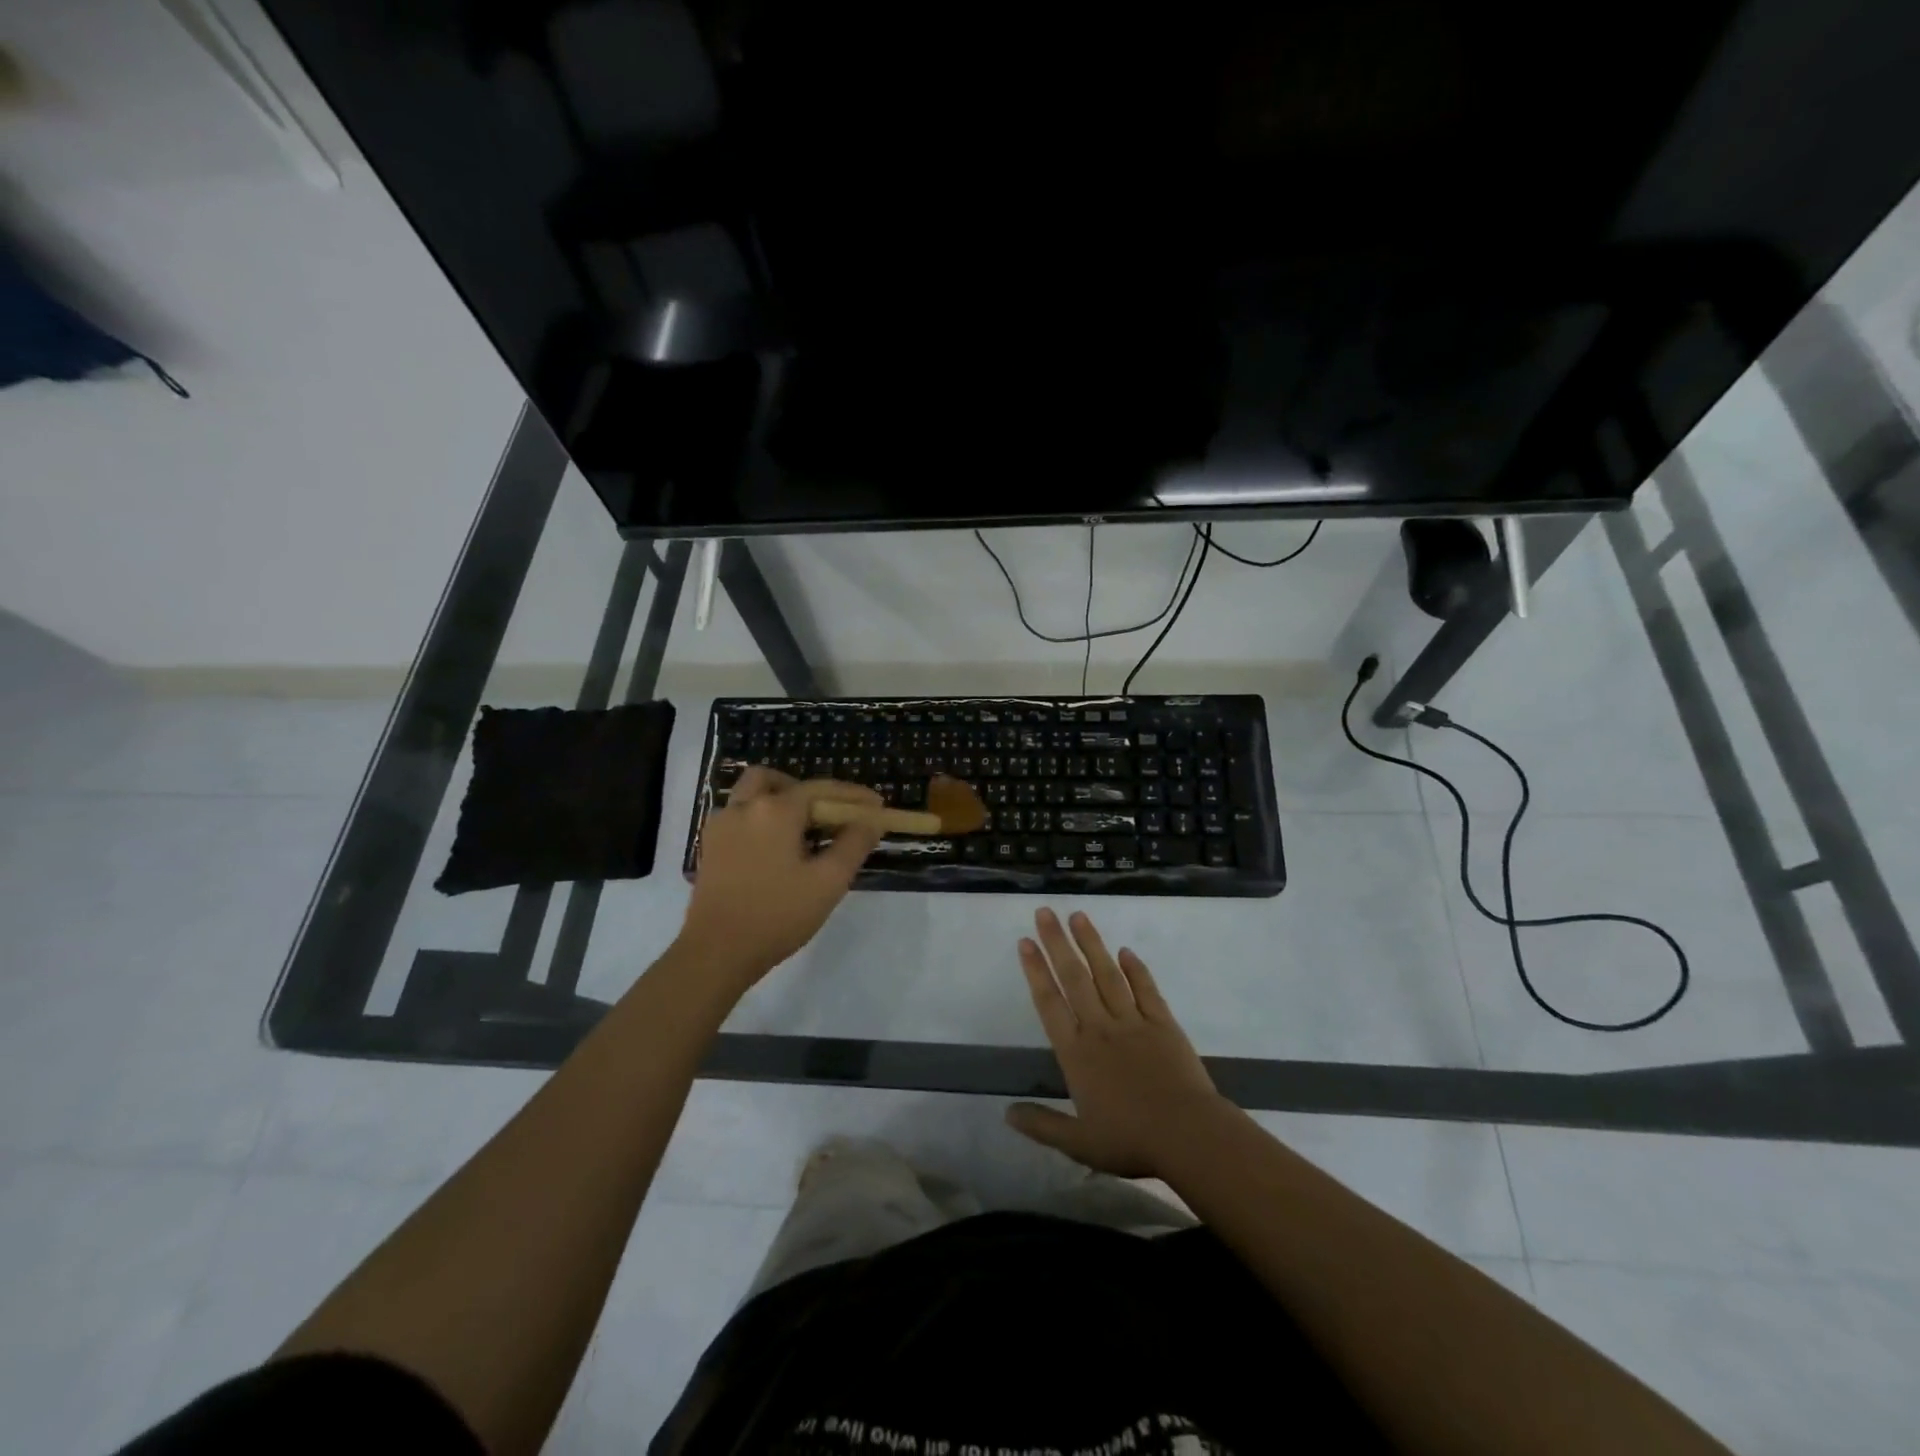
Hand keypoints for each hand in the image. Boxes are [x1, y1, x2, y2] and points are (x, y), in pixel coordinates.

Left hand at [677, 767, 883, 990]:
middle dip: (806, 791)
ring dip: (779, 801)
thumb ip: (854, 844)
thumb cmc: (778, 915)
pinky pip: (739, 816)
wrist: (717, 952)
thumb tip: (871, 819)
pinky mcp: (710, 847)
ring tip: (801, 833)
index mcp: (775, 810)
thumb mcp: (828, 881)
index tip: (877, 806)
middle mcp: (744, 807)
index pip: (821, 789)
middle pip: (777, 781)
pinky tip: (775, 850)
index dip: (852, 795)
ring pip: (752, 794)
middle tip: (828, 816)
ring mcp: (721, 826)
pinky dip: (760, 819)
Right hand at [1007, 907, 1229, 1178]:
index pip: (1050, 1003)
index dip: (1036, 971)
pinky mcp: (1163, 1023)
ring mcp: (1133, 1021)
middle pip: (1074, 977)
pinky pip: (1146, 989)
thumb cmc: (1130, 1140)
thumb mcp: (1079, 1143)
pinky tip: (1125, 951)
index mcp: (1077, 1053)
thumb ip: (1042, 1125)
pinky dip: (1135, 969)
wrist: (1188, 1134)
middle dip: (1057, 942)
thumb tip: (1006, 1112)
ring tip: (1079, 915)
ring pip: (1107, 974)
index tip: (1025, 941)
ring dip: (1092, 944)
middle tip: (1045, 912)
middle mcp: (1100, 1028)